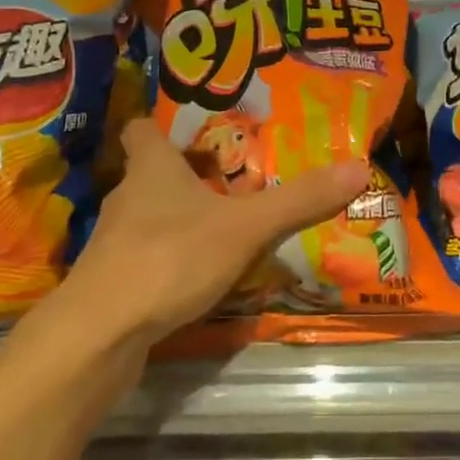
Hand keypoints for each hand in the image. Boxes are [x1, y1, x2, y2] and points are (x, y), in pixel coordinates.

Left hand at [61, 117, 370, 346]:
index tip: (191, 130)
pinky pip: (145, 259)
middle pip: (150, 174)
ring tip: (221, 229)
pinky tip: (195, 277)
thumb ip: (298, 201)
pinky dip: (168, 261)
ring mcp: (113, 242)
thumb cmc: (170, 257)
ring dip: (178, 220)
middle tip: (229, 180)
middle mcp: (126, 197)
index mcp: (151, 168)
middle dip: (185, 176)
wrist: (101, 334)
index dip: (159, 125)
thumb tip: (358, 168)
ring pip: (148, 218)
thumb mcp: (245, 227)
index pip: (141, 129)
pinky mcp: (112, 282)